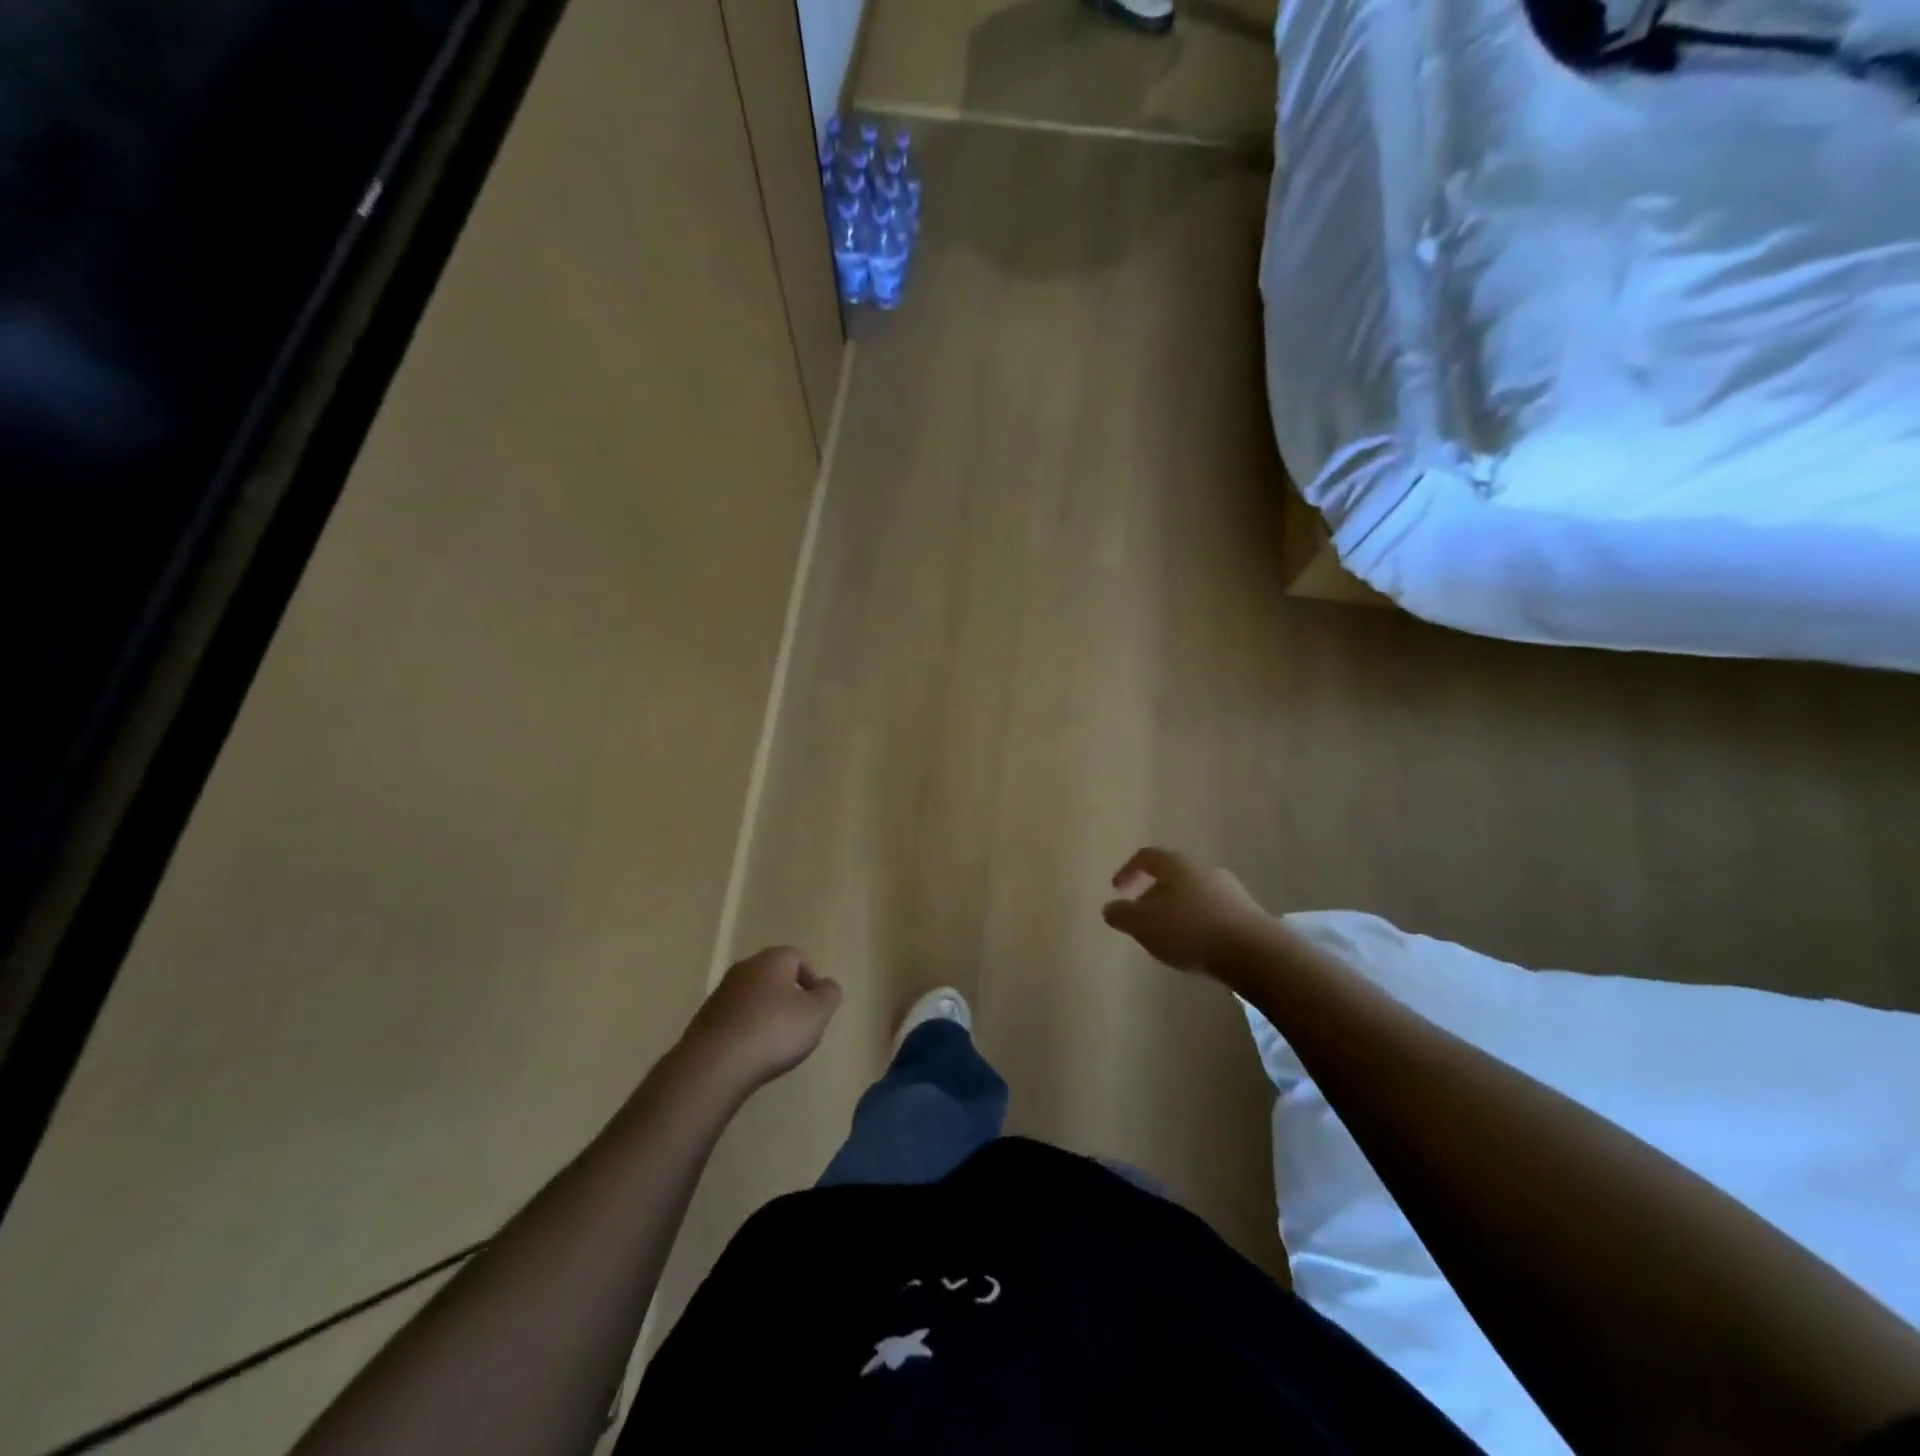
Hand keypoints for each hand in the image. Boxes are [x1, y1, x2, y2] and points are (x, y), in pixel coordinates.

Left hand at [680, 946, 841, 1089]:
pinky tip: (751, 1053)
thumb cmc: (773, 1031)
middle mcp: (744, 968)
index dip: (812, 979)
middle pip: (774, 975)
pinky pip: (735, 1018)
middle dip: (789, 996)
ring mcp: (721, 993)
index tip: (816, 1007)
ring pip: (753, 996)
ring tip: (775, 1044)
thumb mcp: (817, 1013)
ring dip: (766, 1013)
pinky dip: (746, 1029)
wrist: (714, 1065)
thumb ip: (829, 994)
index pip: (799, 957)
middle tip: (798, 1024)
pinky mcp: (705, 1019)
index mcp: (772, 959)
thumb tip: (825, 985)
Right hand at [1102, 847, 1269, 975]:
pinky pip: (1212, 911)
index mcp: (1176, 866)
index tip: (1118, 890)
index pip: (1146, 857)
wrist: (1255, 952)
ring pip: (1193, 894)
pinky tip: (1195, 945)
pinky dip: (1197, 922)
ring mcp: (1229, 890)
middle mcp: (1203, 870)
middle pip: (1171, 875)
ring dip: (1176, 910)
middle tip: (1142, 917)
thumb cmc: (1191, 931)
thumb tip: (1110, 908)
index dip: (1128, 871)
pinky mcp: (1246, 913)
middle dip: (1153, 894)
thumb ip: (1122, 915)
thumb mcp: (1145, 925)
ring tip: (1167, 935)